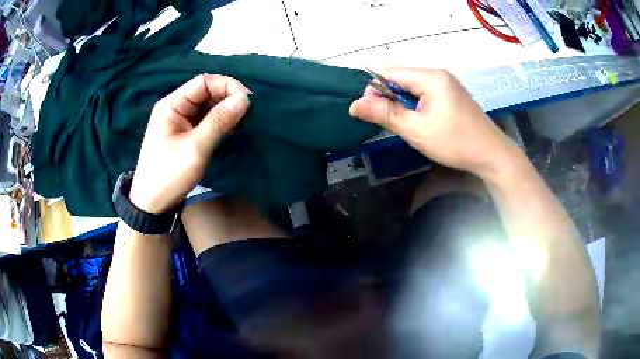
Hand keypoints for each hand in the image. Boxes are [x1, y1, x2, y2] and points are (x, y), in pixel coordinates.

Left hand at [129, 74, 250, 213]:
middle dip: (228, 99)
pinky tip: (231, 130)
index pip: (203, 82)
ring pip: (207, 107)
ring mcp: (180, 122)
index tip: (247, 100)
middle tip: (248, 114)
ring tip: (242, 122)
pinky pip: (205, 121)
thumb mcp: (195, 148)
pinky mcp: (185, 134)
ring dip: (225, 111)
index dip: (227, 86)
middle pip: (206, 93)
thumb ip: (219, 121)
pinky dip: (220, 123)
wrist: (153, 204)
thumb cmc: (169, 175)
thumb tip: (244, 99)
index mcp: (172, 105)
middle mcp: (176, 108)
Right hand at [350, 67, 519, 177]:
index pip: (391, 72)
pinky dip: (417, 104)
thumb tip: (354, 105)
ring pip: (413, 86)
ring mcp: (448, 83)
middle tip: (393, 121)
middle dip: (391, 96)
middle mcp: (439, 74)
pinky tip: (422, 121)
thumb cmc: (454, 142)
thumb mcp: (416, 130)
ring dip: (404, 102)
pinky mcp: (453, 94)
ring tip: (408, 123)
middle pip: (402, 77)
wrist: (491, 155)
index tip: (373, 112)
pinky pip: (426, 93)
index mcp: (431, 77)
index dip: (376, 89)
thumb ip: (385, 114)